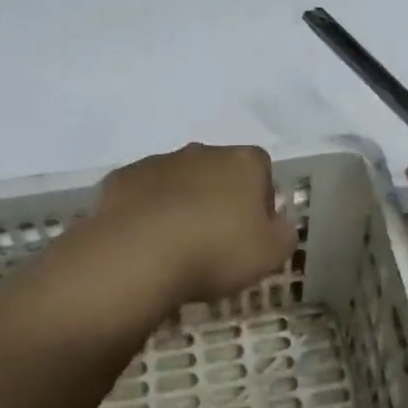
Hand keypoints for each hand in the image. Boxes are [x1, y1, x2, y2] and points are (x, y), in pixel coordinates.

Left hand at [92, 143, 298, 306]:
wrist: (138, 255)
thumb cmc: (215, 251)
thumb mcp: (270, 255)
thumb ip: (283, 234)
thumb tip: (277, 224)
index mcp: (243, 162)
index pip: (262, 171)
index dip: (259, 201)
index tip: (251, 233)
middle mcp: (203, 151)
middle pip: (219, 171)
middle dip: (219, 198)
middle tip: (214, 241)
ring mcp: (159, 161)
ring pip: (179, 180)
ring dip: (182, 203)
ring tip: (176, 246)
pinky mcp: (124, 177)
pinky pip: (143, 193)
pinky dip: (147, 211)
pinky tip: (144, 242)